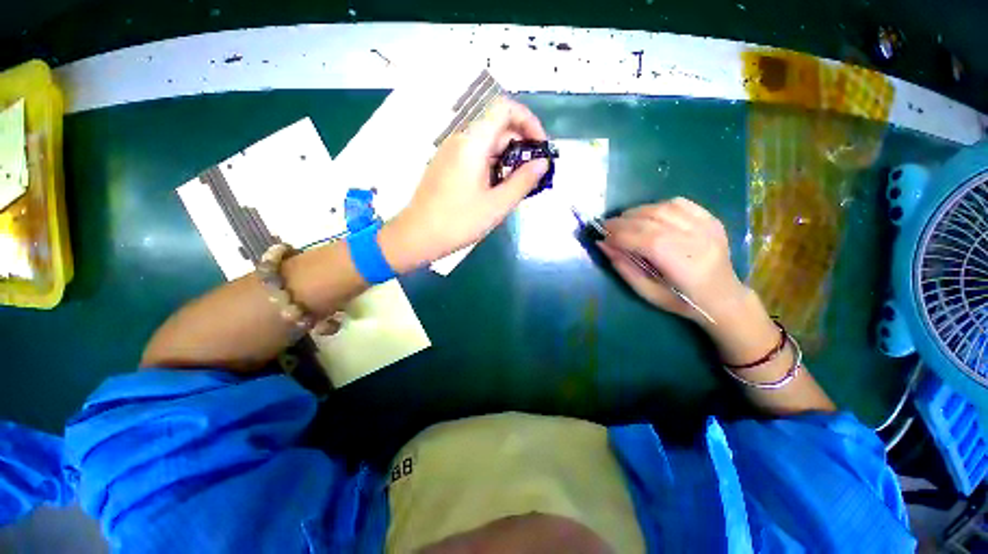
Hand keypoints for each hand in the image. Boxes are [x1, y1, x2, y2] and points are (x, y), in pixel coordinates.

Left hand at [380, 96, 548, 271]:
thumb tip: (543, 163)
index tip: (540, 146)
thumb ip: (523, 181)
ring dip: (507, 157)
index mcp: (473, 142)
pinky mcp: (446, 165)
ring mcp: (450, 152)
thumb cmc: (459, 221)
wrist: (417, 236)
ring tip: (518, 184)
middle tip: (533, 172)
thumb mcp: (497, 205)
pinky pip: (475, 155)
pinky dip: (492, 164)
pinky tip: (497, 187)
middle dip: (520, 144)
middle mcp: (460, 139)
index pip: (504, 108)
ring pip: (486, 143)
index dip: (528, 120)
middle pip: (497, 126)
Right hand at [600, 197, 749, 327]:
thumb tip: (603, 244)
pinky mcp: (711, 219)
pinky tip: (648, 215)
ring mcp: (707, 227)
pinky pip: (680, 203)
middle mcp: (698, 241)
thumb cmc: (681, 301)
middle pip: (653, 220)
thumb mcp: (646, 292)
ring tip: (624, 221)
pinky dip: (657, 205)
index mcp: (683, 265)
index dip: (619, 235)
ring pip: (664, 207)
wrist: (723, 296)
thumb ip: (623, 267)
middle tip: (607, 226)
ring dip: (637, 211)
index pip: (646, 240)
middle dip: (623, 221)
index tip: (601, 236)